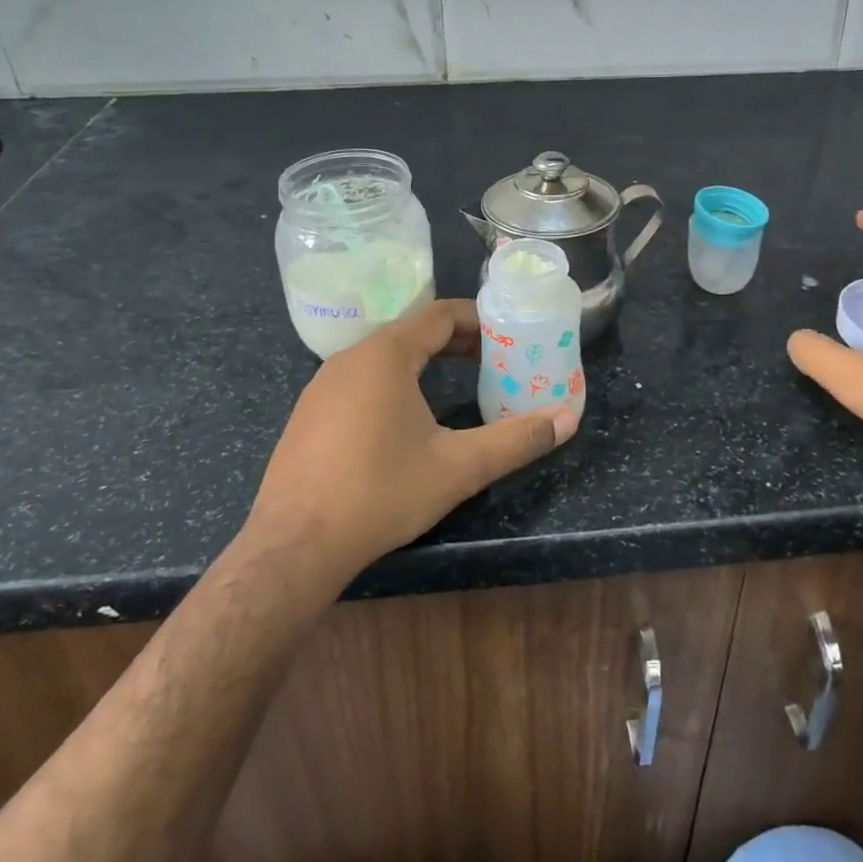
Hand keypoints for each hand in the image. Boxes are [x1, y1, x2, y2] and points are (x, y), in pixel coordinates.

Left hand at [243, 299, 577, 590]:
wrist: (293, 547)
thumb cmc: (380, 493)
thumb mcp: (458, 467)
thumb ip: (516, 440)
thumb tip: (568, 420)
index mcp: (386, 355)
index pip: (440, 314)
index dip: (478, 319)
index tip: (508, 333)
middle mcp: (350, 358)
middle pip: (412, 332)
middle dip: (457, 342)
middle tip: (494, 361)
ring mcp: (322, 385)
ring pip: (384, 356)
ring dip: (424, 362)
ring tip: (458, 385)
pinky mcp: (308, 414)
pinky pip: (360, 380)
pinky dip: (394, 383)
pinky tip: (406, 420)